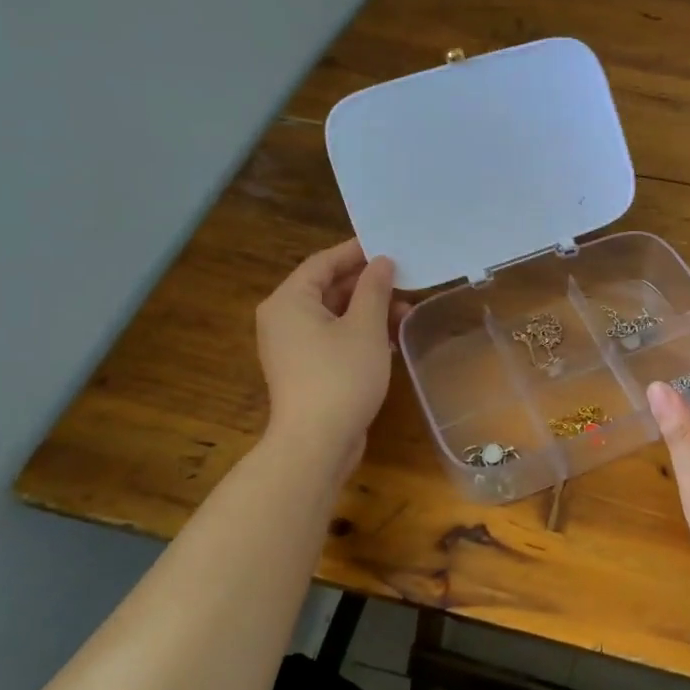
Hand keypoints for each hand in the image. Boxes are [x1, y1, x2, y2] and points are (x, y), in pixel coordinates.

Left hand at [255, 239, 402, 475]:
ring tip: (406, 311)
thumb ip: (375, 289)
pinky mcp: (305, 370)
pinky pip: (332, 338)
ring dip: (368, 310)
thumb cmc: (341, 376)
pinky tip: (391, 338)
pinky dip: (359, 333)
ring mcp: (292, 347)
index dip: (357, 252)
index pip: (323, 262)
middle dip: (368, 285)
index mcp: (289, 301)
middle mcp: (283, 319)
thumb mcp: (365, 327)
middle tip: (405, 280)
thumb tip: (382, 262)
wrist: (317, 443)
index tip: (390, 246)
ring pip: (333, 315)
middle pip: (327, 288)